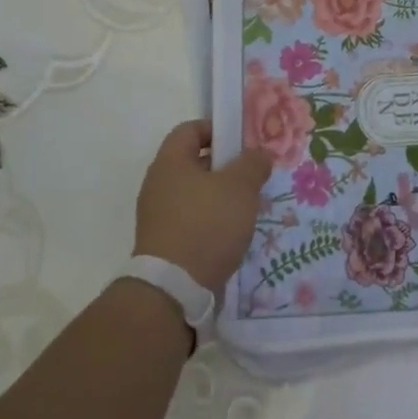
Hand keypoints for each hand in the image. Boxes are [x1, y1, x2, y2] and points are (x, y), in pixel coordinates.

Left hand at [133, 121, 271, 291]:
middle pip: (195, 163)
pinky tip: (234, 233)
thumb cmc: (206, 224)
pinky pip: (193, 220)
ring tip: (249, 206)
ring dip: (222, 197)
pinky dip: (213, 221)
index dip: (218, 129)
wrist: (174, 289)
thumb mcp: (240, 187)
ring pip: (196, 194)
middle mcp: (158, 185)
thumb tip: (259, 154)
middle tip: (254, 174)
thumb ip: (253, 164)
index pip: (191, 129)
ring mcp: (158, 216)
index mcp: (170, 162)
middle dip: (226, 166)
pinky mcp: (165, 243)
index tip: (244, 141)